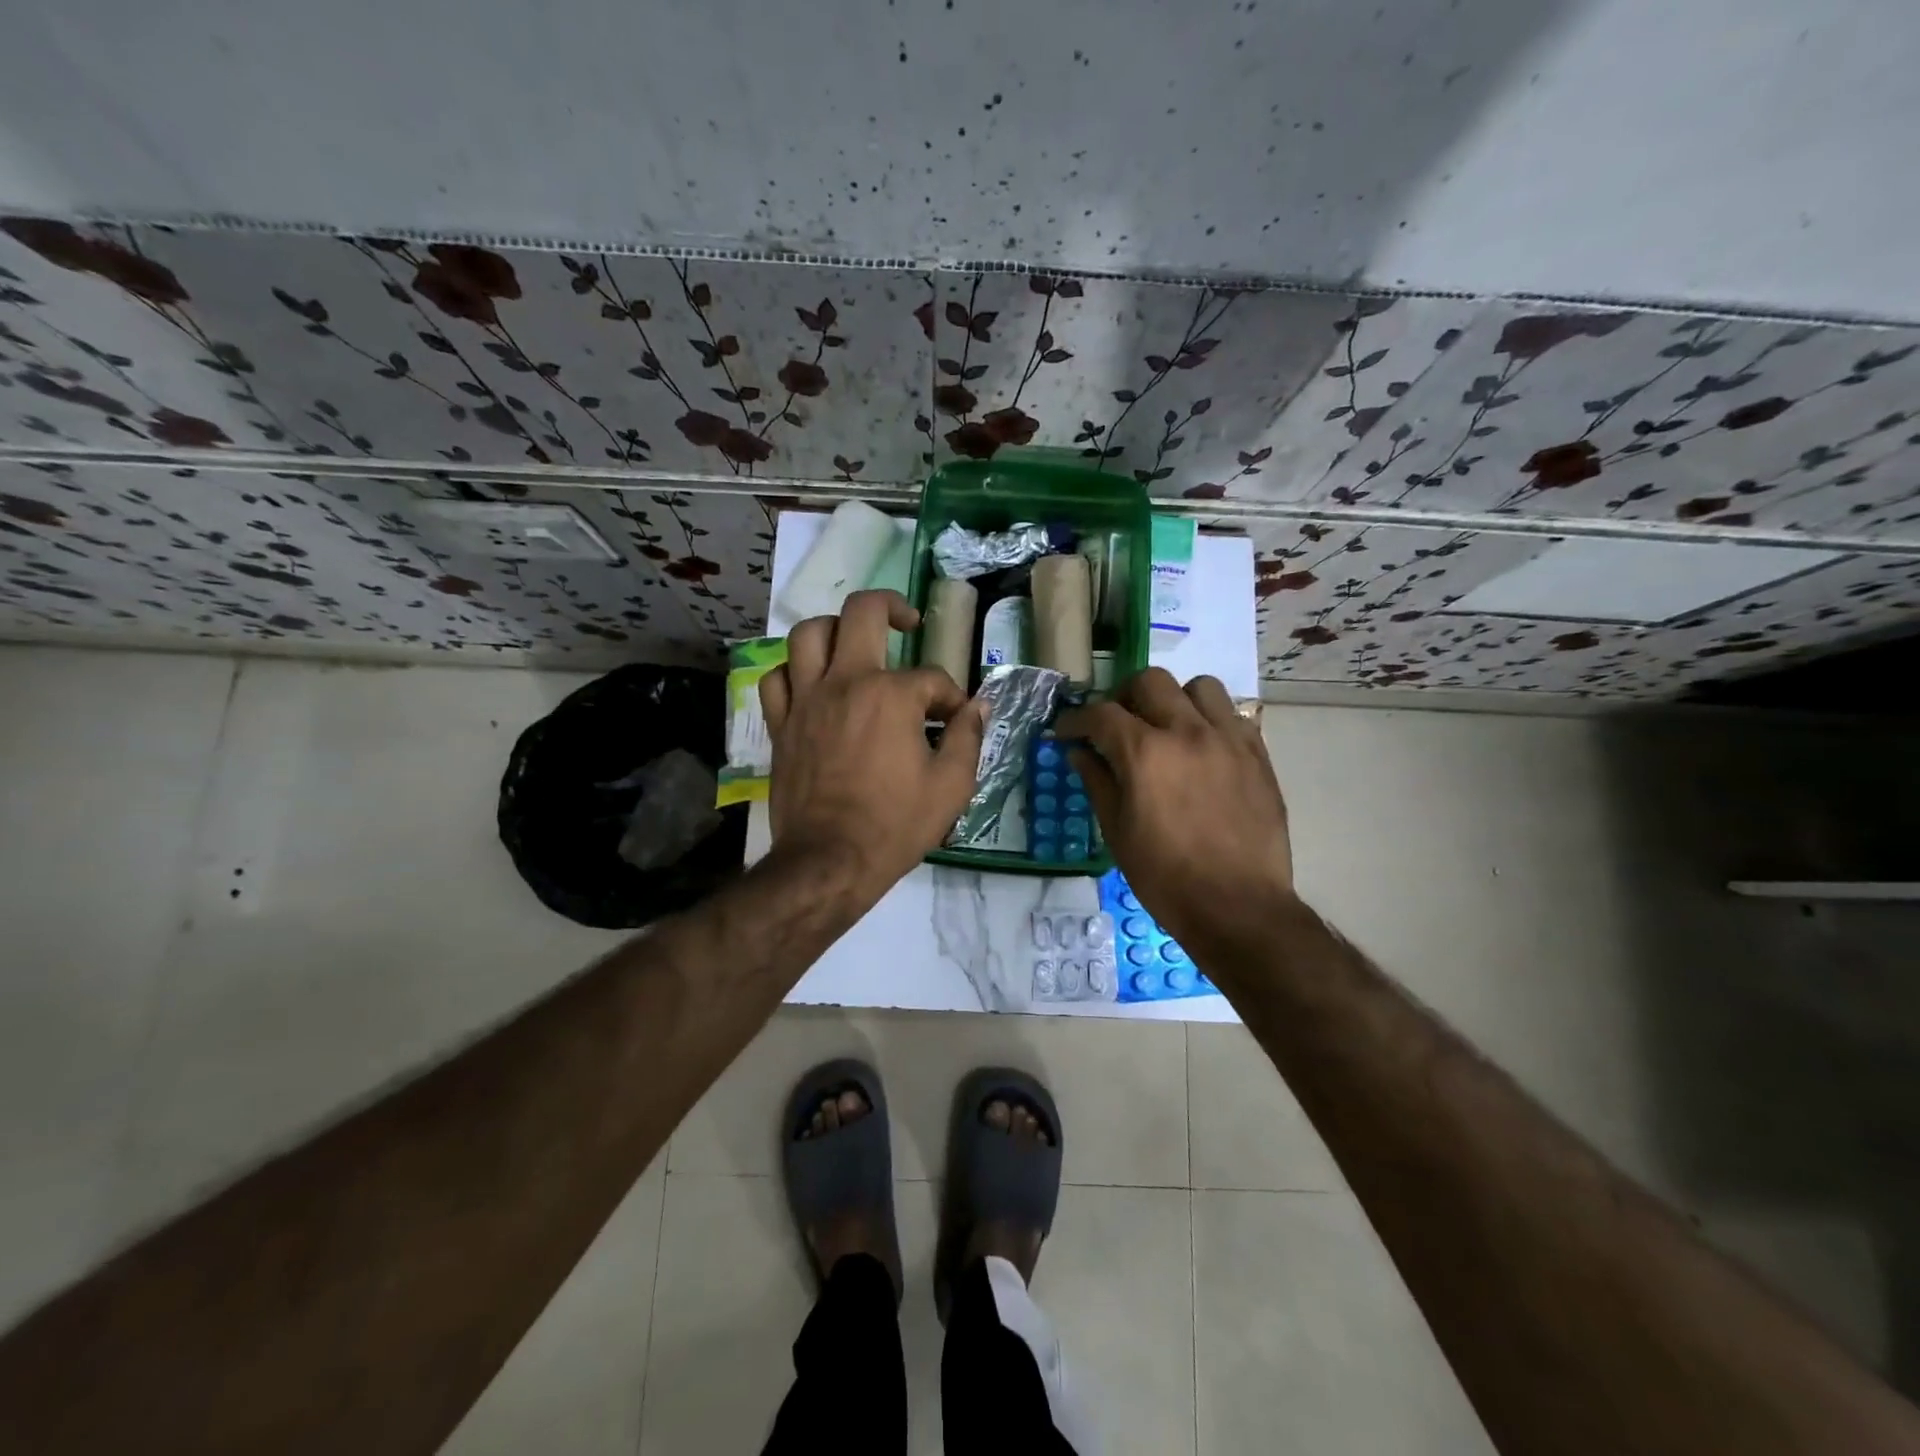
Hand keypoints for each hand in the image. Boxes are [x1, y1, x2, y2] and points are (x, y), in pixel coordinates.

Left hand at [759, 589, 984, 898]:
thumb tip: (978, 706)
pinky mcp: (780, 723)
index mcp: (891, 695)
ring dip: (835, 629)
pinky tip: (812, 683)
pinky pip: (777, 677)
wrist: (830, 860)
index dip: (951, 697)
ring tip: (853, 644)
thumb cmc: (895, 825)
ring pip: (808, 633)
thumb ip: (968, 738)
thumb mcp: (951, 786)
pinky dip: (794, 672)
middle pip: (862, 612)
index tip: (956, 721)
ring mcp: (806, 699)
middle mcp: (845, 682)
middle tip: (906, 623)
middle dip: (892, 607)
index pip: (931, 678)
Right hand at [1057, 669, 1293, 958]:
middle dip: (1123, 698)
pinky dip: (1209, 719)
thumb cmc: (1166, 877)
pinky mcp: (1257, 753)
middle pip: (1149, 682)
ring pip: (1198, 687)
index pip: (1100, 714)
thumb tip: (1079, 752)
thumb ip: (1097, 782)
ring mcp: (1227, 738)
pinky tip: (1201, 747)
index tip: (1066, 732)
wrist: (1238, 906)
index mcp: (1145, 752)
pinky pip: (1232, 713)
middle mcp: (1187, 731)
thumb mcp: (1117, 832)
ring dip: (1174, 699)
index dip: (1075, 720)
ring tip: (1166, 727)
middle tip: (1116, 726)